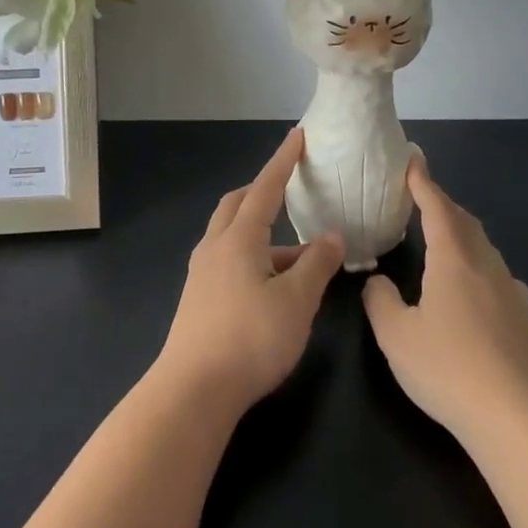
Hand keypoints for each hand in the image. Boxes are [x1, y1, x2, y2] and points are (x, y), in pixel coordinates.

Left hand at [155, 128, 343, 418]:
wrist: (193, 391)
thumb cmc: (250, 339)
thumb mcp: (296, 301)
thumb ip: (317, 264)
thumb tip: (334, 236)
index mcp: (239, 238)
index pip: (266, 187)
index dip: (283, 161)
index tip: (298, 135)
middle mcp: (215, 247)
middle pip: (238, 204)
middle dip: (263, 191)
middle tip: (289, 189)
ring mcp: (202, 273)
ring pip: (232, 235)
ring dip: (263, 233)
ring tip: (301, 255)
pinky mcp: (198, 298)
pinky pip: (228, 259)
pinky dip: (253, 257)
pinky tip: (273, 286)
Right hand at [362, 153, 527, 450]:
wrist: (515, 418)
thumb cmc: (447, 368)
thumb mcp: (395, 336)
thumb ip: (381, 302)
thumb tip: (378, 283)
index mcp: (453, 260)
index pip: (437, 209)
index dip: (423, 183)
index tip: (413, 162)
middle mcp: (486, 266)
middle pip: (465, 222)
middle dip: (444, 205)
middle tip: (425, 197)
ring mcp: (512, 292)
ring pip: (485, 248)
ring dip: (464, 234)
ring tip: (447, 238)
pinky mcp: (527, 319)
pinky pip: (501, 277)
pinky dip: (482, 267)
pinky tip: (479, 287)